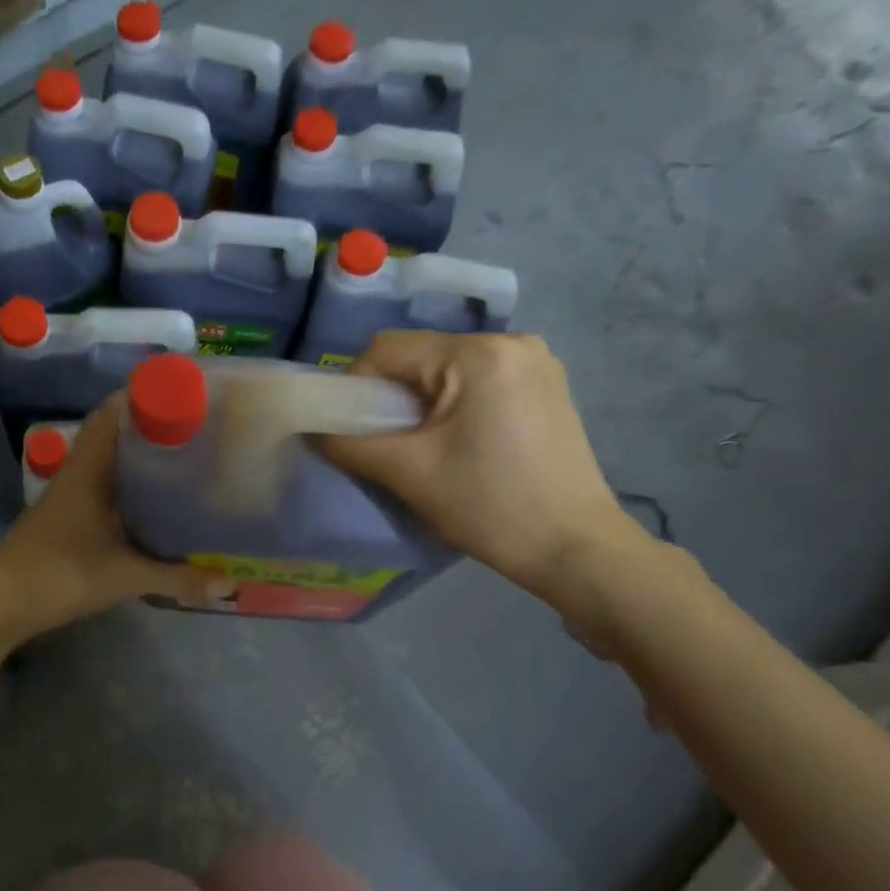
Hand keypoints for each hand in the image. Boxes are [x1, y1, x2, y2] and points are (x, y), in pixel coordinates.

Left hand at [0, 395, 218, 667]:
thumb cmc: (60, 574)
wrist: (0, 604)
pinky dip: (129, 488)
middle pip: (115, 435)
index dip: (143, 395)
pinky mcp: (68, 519)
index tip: (183, 392)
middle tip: (197, 427)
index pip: (111, 413)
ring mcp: (70, 496)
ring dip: (140, 458)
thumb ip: (175, 578)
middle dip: (152, 427)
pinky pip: (104, 489)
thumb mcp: (124, 576)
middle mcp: (79, 473)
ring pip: (109, 463)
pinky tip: (155, 503)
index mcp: (88, 469)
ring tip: (184, 458)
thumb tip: (224, 584)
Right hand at [322, 331, 647, 606]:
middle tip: (386, 444)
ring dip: (421, 401)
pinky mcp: (546, 384)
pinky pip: (478, 380)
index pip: (387, 349)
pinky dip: (454, 404)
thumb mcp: (409, 473)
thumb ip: (349, 444)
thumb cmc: (490, 507)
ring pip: (447, 368)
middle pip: (419, 355)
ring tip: (423, 447)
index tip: (351, 430)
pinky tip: (460, 443)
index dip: (355, 386)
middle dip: (391, 397)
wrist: (576, 549)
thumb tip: (313, 430)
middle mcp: (512, 341)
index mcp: (478, 354)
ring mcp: (536, 361)